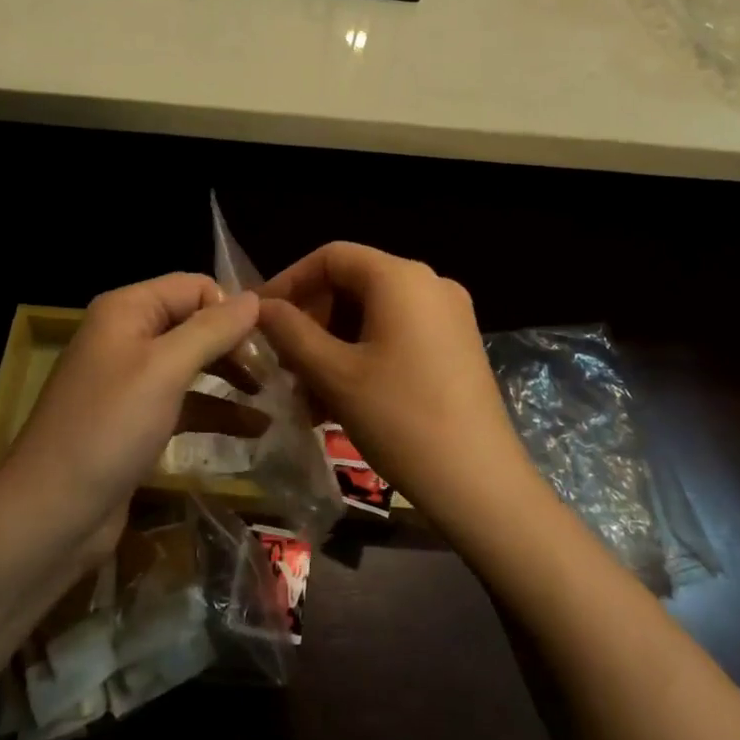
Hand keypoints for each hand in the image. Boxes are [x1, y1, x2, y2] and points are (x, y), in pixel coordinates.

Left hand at [0, 273, 258, 556]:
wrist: (51, 514)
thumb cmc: (110, 428)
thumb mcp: (165, 369)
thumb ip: (212, 329)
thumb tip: (254, 297)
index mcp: (128, 309)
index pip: (195, 287)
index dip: (232, 308)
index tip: (270, 341)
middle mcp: (128, 335)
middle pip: (196, 323)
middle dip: (236, 344)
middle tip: (277, 371)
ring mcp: (132, 380)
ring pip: (195, 364)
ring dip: (233, 377)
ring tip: (275, 396)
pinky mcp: (138, 420)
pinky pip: (186, 402)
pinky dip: (218, 410)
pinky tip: (256, 428)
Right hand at [257, 242, 533, 538]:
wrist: (480, 483)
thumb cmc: (400, 419)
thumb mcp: (334, 374)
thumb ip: (291, 332)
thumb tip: (260, 307)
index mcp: (401, 277)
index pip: (331, 256)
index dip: (289, 281)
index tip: (259, 317)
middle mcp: (430, 283)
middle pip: (353, 284)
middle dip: (312, 321)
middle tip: (283, 364)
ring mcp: (449, 315)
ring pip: (373, 314)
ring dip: (333, 345)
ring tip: (307, 395)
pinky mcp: (456, 346)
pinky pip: (397, 333)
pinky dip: (363, 355)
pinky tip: (340, 401)